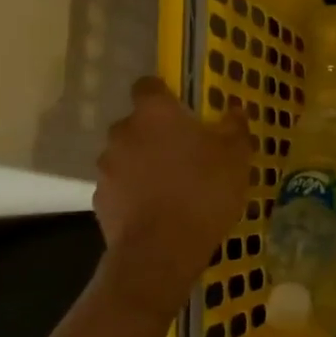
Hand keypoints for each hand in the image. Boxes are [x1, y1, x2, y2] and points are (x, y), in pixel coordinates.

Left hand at [91, 78, 251, 328]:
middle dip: (156, 132)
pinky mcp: (100, 200)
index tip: (182, 109)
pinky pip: (120, 186)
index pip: (148, 85)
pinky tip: (157, 209)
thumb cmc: (203, 190)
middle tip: (184, 150)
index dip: (164, 94)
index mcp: (155, 113)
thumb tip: (234, 109)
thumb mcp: (236, 155)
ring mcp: (107, 167)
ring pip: (127, 155)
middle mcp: (124, 132)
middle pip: (137, 123)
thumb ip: (234, 126)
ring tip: (171, 184)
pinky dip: (134, 191)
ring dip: (144, 162)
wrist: (161, 251)